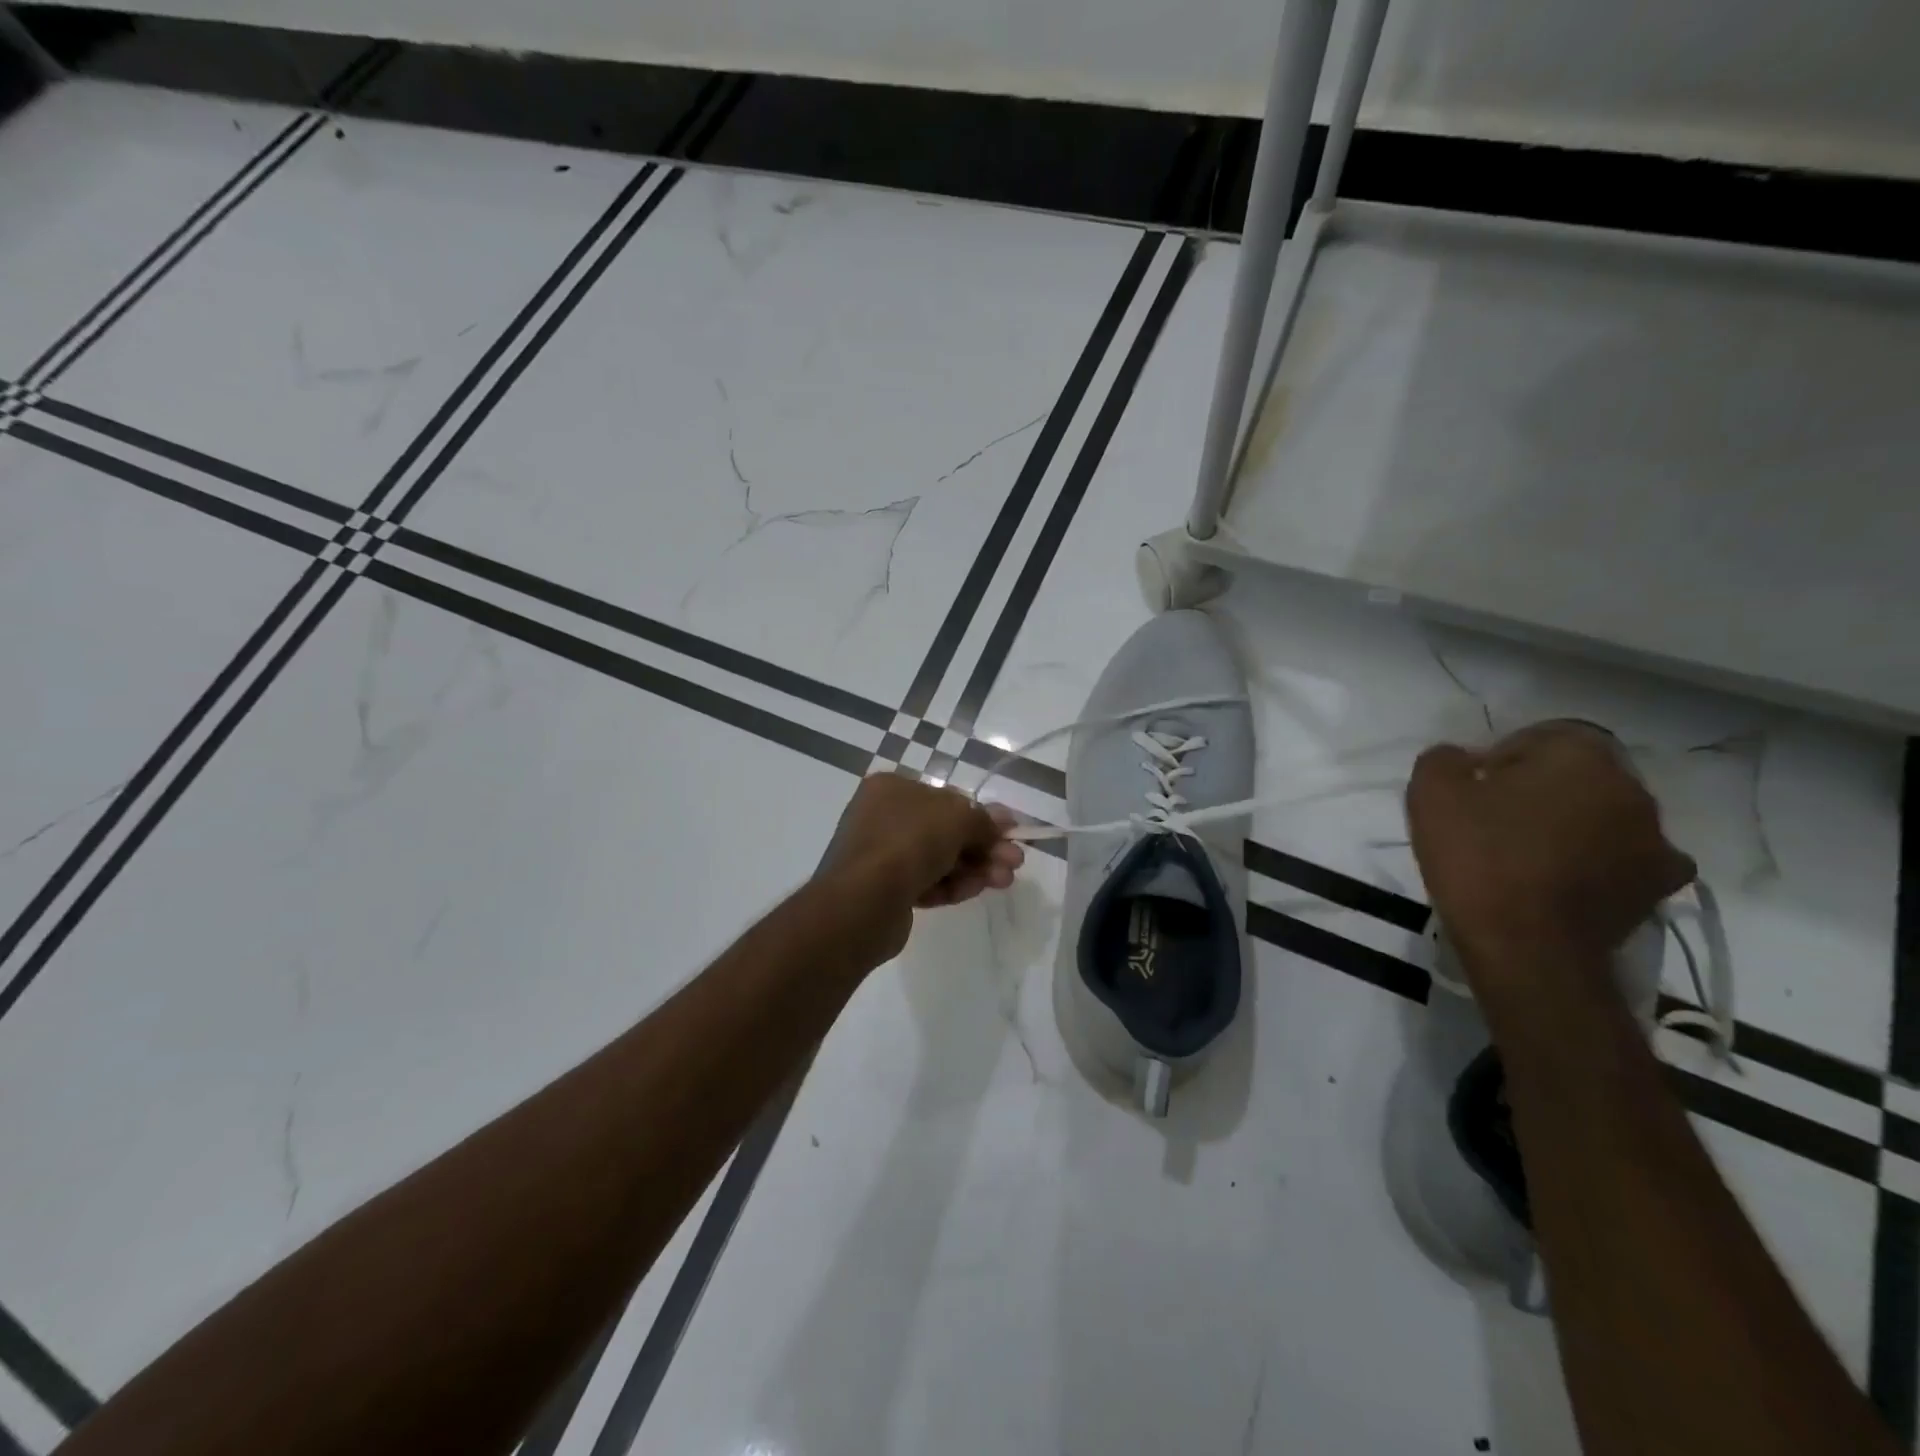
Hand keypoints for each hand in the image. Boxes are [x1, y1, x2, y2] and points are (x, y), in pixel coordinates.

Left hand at [820, 774, 1025, 959]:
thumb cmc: (909, 842)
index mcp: (892, 789)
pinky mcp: (886, 891)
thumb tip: (1003, 821)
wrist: (864, 901)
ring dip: (975, 867)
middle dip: (983, 846)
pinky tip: (977, 890)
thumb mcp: (956, 818)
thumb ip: (983, 820)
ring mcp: (882, 856)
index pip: (944, 798)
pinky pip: (927, 882)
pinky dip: (953, 885)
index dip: (981, 814)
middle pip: (945, 830)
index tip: (1010, 830)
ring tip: (1005, 880)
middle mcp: (883, 818)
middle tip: (1015, 861)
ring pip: (939, 859)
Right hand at [1406, 721, 1694, 988]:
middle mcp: (1631, 789)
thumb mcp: (1430, 793)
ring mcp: (1655, 841)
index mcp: (1580, 756)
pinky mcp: (1658, 887)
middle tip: (1493, 821)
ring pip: (1601, 816)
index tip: (1472, 790)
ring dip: (1569, 825)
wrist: (1526, 948)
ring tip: (1525, 856)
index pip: (1539, 737)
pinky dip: (1596, 862)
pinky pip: (1622, 858)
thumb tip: (1462, 759)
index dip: (1500, 759)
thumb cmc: (1478, 857)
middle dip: (1538, 790)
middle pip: (1576, 776)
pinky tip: (1562, 880)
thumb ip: (1444, 759)